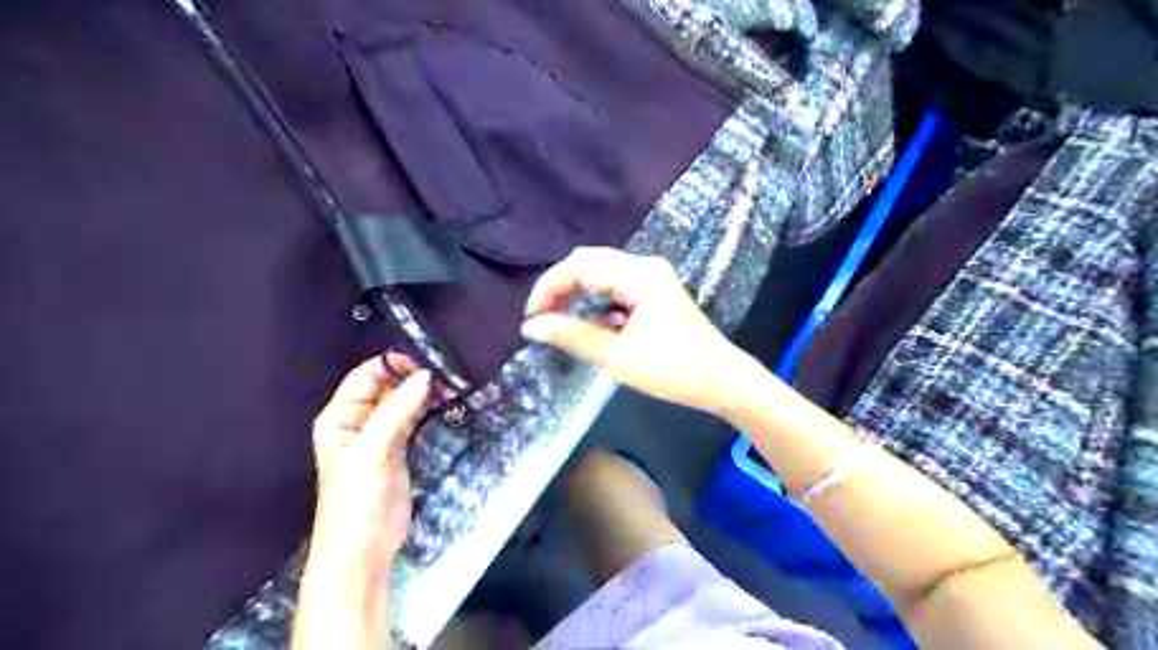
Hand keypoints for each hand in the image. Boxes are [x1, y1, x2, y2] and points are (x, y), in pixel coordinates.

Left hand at [306, 354, 433, 564]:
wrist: (362, 550)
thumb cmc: (355, 500)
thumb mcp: (372, 451)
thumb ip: (397, 411)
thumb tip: (425, 375)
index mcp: (339, 416)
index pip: (366, 376)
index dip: (393, 365)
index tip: (425, 361)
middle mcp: (357, 421)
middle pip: (386, 386)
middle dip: (412, 377)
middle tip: (444, 373)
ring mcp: (380, 435)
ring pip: (402, 401)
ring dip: (423, 392)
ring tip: (450, 386)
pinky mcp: (398, 448)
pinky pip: (413, 418)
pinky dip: (428, 408)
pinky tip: (444, 402)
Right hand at [527, 246, 761, 412]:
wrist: (722, 380)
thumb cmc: (673, 370)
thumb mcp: (617, 356)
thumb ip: (572, 336)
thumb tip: (530, 326)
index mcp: (639, 275)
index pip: (579, 265)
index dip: (549, 287)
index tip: (531, 317)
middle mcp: (645, 266)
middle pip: (588, 262)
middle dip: (560, 288)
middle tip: (541, 319)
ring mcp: (651, 277)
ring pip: (600, 273)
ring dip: (576, 293)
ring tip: (558, 321)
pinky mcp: (654, 291)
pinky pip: (614, 285)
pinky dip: (594, 300)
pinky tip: (588, 322)